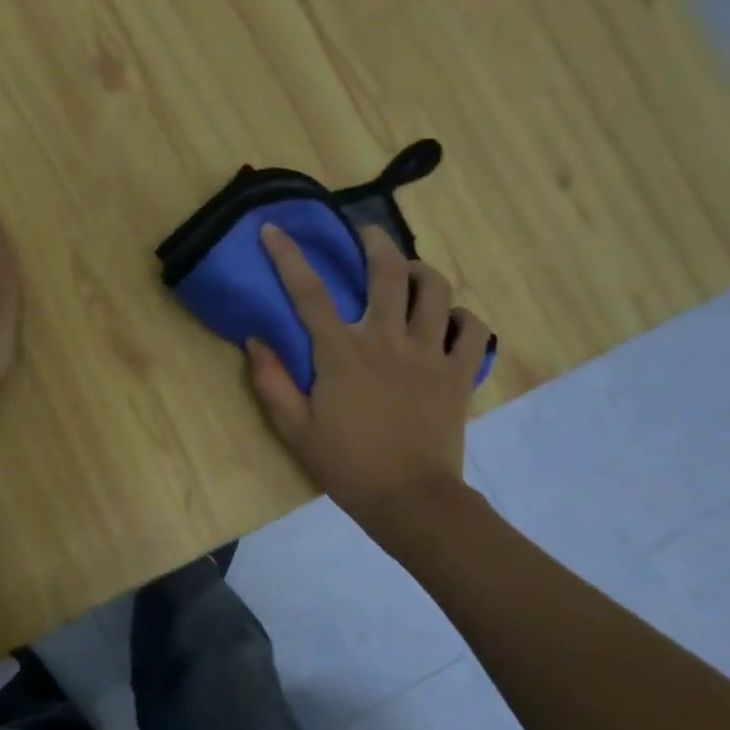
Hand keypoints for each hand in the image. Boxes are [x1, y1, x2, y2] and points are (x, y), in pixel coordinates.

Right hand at [248, 223, 489, 529]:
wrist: (410, 500)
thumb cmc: (346, 465)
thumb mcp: (294, 429)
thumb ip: (272, 382)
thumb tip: (255, 340)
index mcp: (342, 354)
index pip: (309, 292)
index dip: (288, 256)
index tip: (274, 229)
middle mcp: (388, 341)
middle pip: (388, 272)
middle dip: (375, 242)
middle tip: (365, 233)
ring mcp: (431, 354)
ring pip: (436, 290)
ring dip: (421, 271)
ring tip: (410, 272)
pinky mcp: (461, 372)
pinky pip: (473, 328)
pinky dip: (463, 316)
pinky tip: (449, 320)